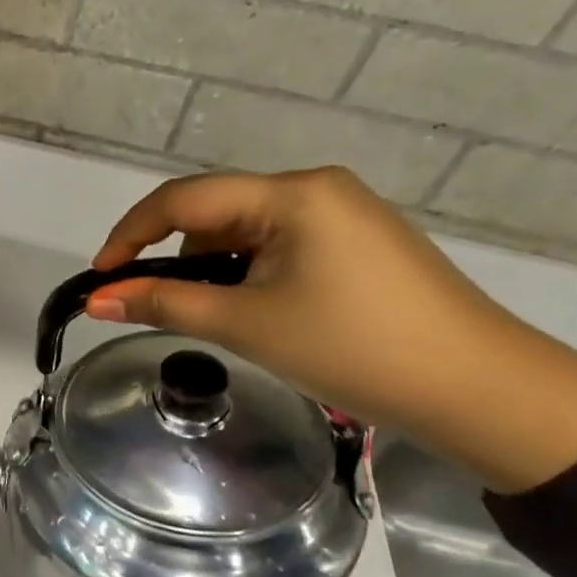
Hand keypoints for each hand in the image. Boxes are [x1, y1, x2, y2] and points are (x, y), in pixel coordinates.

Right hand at [86, 167, 576, 492]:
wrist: (479, 388)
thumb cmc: (352, 348)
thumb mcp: (246, 324)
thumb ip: (164, 304)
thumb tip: (97, 299)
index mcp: (290, 194)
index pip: (184, 199)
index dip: (131, 234)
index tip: (100, 276)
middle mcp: (316, 188)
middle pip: (215, 211)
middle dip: (175, 255)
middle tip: (155, 306)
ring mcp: (344, 213)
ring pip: (247, 230)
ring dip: (214, 267)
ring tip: (218, 318)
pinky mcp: (359, 242)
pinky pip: (281, 244)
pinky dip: (250, 272)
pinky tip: (258, 311)